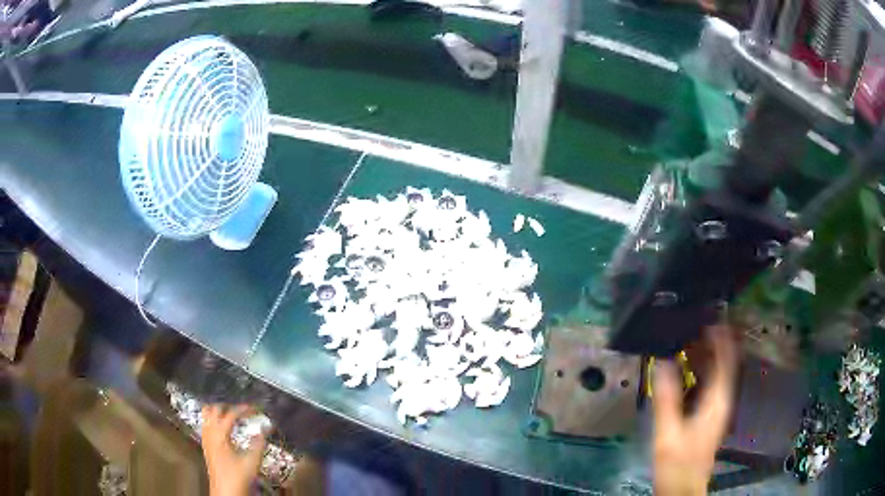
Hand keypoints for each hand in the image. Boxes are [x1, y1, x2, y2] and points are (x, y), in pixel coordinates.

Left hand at [201, 404, 266, 495]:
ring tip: (231, 414)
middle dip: (228, 406)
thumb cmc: (238, 476)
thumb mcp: (252, 461)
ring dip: (218, 411)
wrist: (225, 490)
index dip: (242, 409)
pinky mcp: (205, 444)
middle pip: (214, 409)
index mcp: (220, 434)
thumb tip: (264, 430)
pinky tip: (223, 427)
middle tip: (241, 409)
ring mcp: (206, 438)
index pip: (230, 414)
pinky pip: (206, 424)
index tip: (253, 408)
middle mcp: (210, 433)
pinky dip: (213, 419)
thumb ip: (259, 444)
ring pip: (206, 415)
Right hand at [653, 326, 737, 495]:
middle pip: (723, 365)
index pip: (727, 361)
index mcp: (717, 401)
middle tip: (693, 327)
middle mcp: (722, 402)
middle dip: (712, 344)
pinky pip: (709, 385)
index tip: (712, 318)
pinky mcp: (709, 417)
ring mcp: (716, 410)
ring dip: (706, 357)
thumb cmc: (678, 463)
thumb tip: (663, 363)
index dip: (723, 338)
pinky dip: (701, 373)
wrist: (682, 488)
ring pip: (717, 375)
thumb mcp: (669, 433)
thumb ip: (667, 399)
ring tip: (688, 342)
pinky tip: (686, 371)